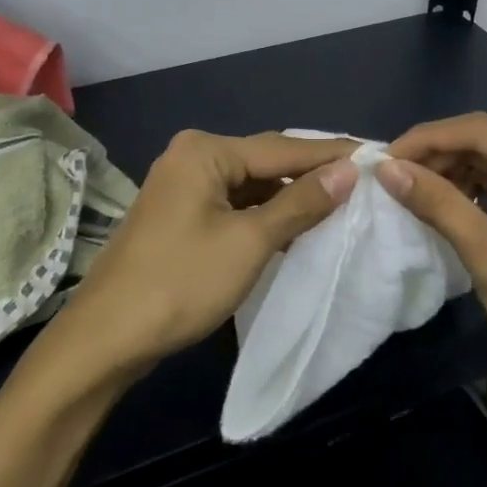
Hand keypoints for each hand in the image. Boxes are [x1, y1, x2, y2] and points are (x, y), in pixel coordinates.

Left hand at [64, 130, 358, 377]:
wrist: (107, 338)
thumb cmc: (181, 283)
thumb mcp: (250, 241)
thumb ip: (301, 203)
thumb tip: (348, 171)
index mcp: (206, 151)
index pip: (283, 148)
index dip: (332, 155)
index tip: (379, 156)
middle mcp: (192, 157)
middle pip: (266, 162)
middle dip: (313, 174)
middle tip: (366, 180)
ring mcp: (183, 187)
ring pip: (251, 186)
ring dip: (291, 197)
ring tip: (342, 202)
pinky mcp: (181, 216)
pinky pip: (235, 205)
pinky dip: (266, 215)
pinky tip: (297, 226)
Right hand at [377, 113, 486, 432]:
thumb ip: (438, 204)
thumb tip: (386, 169)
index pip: (482, 130)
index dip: (428, 138)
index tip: (383, 159)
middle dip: (438, 154)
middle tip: (391, 176)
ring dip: (452, 170)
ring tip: (409, 188)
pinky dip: (473, 189)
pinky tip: (444, 202)